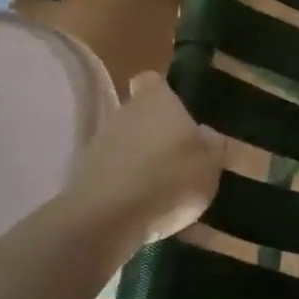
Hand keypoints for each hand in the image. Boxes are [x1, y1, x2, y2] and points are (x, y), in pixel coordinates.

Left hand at [67, 73, 223, 253]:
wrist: (107, 217)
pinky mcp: (85, 174)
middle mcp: (125, 112)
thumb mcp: (210, 165)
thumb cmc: (168, 178)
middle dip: (158, 133)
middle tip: (181, 159)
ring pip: (127, 145)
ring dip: (142, 162)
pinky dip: (127, 187)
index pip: (153, 80)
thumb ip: (213, 146)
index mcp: (157, 100)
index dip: (165, 93)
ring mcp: (100, 142)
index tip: (180, 112)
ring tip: (165, 192)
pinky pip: (115, 175)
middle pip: (141, 115)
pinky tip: (144, 211)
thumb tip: (208, 135)